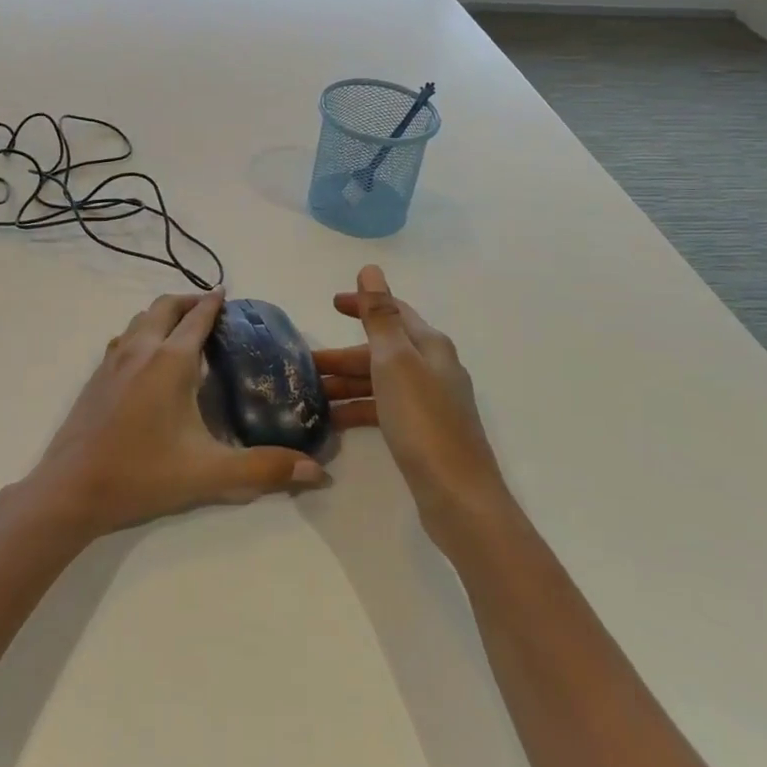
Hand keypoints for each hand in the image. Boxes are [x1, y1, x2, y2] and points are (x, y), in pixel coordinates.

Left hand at [25, 290, 330, 539]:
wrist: (71, 489)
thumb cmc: (143, 474)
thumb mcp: (209, 474)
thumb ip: (264, 469)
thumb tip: (319, 472)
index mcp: (170, 361)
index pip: (197, 318)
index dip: (214, 303)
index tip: (228, 295)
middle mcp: (141, 349)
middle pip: (165, 306)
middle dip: (188, 301)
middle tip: (209, 309)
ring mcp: (113, 360)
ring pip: (140, 318)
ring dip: (162, 313)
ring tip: (180, 328)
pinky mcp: (95, 376)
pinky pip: (124, 337)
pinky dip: (141, 332)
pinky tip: (146, 358)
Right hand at [316, 265, 508, 535]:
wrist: (458, 497)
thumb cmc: (423, 421)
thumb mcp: (394, 361)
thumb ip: (380, 316)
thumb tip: (371, 269)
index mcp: (430, 346)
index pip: (393, 313)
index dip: (363, 304)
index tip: (331, 304)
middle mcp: (433, 369)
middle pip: (383, 350)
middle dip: (345, 355)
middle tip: (307, 364)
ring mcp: (430, 403)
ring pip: (380, 382)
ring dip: (347, 384)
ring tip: (311, 395)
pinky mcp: (423, 434)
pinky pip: (383, 410)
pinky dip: (358, 410)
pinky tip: (332, 422)